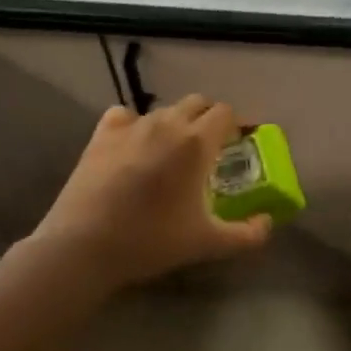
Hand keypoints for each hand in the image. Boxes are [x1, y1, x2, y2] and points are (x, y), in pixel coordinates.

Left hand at [23, 96, 272, 292]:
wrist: (83, 247)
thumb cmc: (152, 240)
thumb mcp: (207, 244)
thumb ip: (247, 234)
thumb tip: (267, 223)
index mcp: (197, 142)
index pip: (226, 113)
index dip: (237, 123)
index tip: (240, 141)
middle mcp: (168, 123)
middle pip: (198, 102)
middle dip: (209, 118)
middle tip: (211, 146)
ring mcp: (132, 126)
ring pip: (163, 110)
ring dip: (175, 123)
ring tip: (172, 151)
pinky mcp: (101, 135)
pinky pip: (125, 115)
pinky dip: (134, 124)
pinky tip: (133, 144)